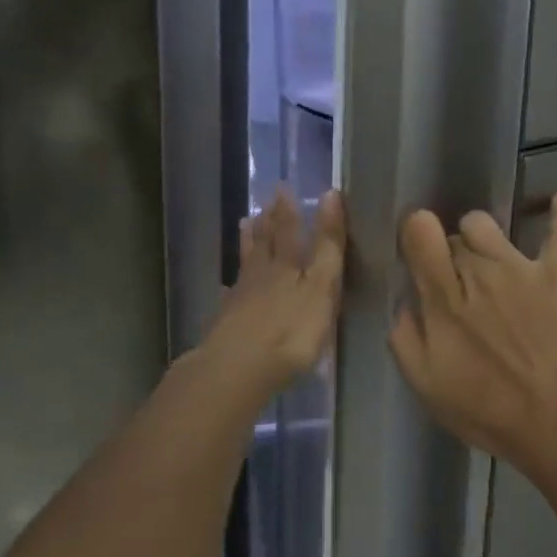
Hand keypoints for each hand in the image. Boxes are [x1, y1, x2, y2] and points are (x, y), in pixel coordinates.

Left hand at [205, 187, 346, 392]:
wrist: (238, 369)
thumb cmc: (291, 331)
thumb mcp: (321, 286)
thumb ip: (327, 245)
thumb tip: (330, 195)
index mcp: (288, 266)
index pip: (290, 230)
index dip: (290, 210)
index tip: (284, 187)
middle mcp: (262, 275)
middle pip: (264, 243)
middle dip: (267, 222)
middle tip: (264, 201)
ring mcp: (241, 299)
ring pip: (246, 264)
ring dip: (248, 243)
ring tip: (245, 224)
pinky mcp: (227, 323)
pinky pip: (231, 296)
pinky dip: (231, 288)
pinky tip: (227, 289)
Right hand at [389, 193, 556, 468]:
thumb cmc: (489, 410)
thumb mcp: (427, 385)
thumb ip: (405, 337)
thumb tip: (406, 302)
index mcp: (444, 297)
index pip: (421, 232)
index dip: (415, 234)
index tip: (416, 253)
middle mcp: (480, 270)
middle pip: (453, 235)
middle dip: (447, 254)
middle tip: (456, 288)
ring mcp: (521, 268)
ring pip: (488, 224)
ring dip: (480, 236)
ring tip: (485, 259)